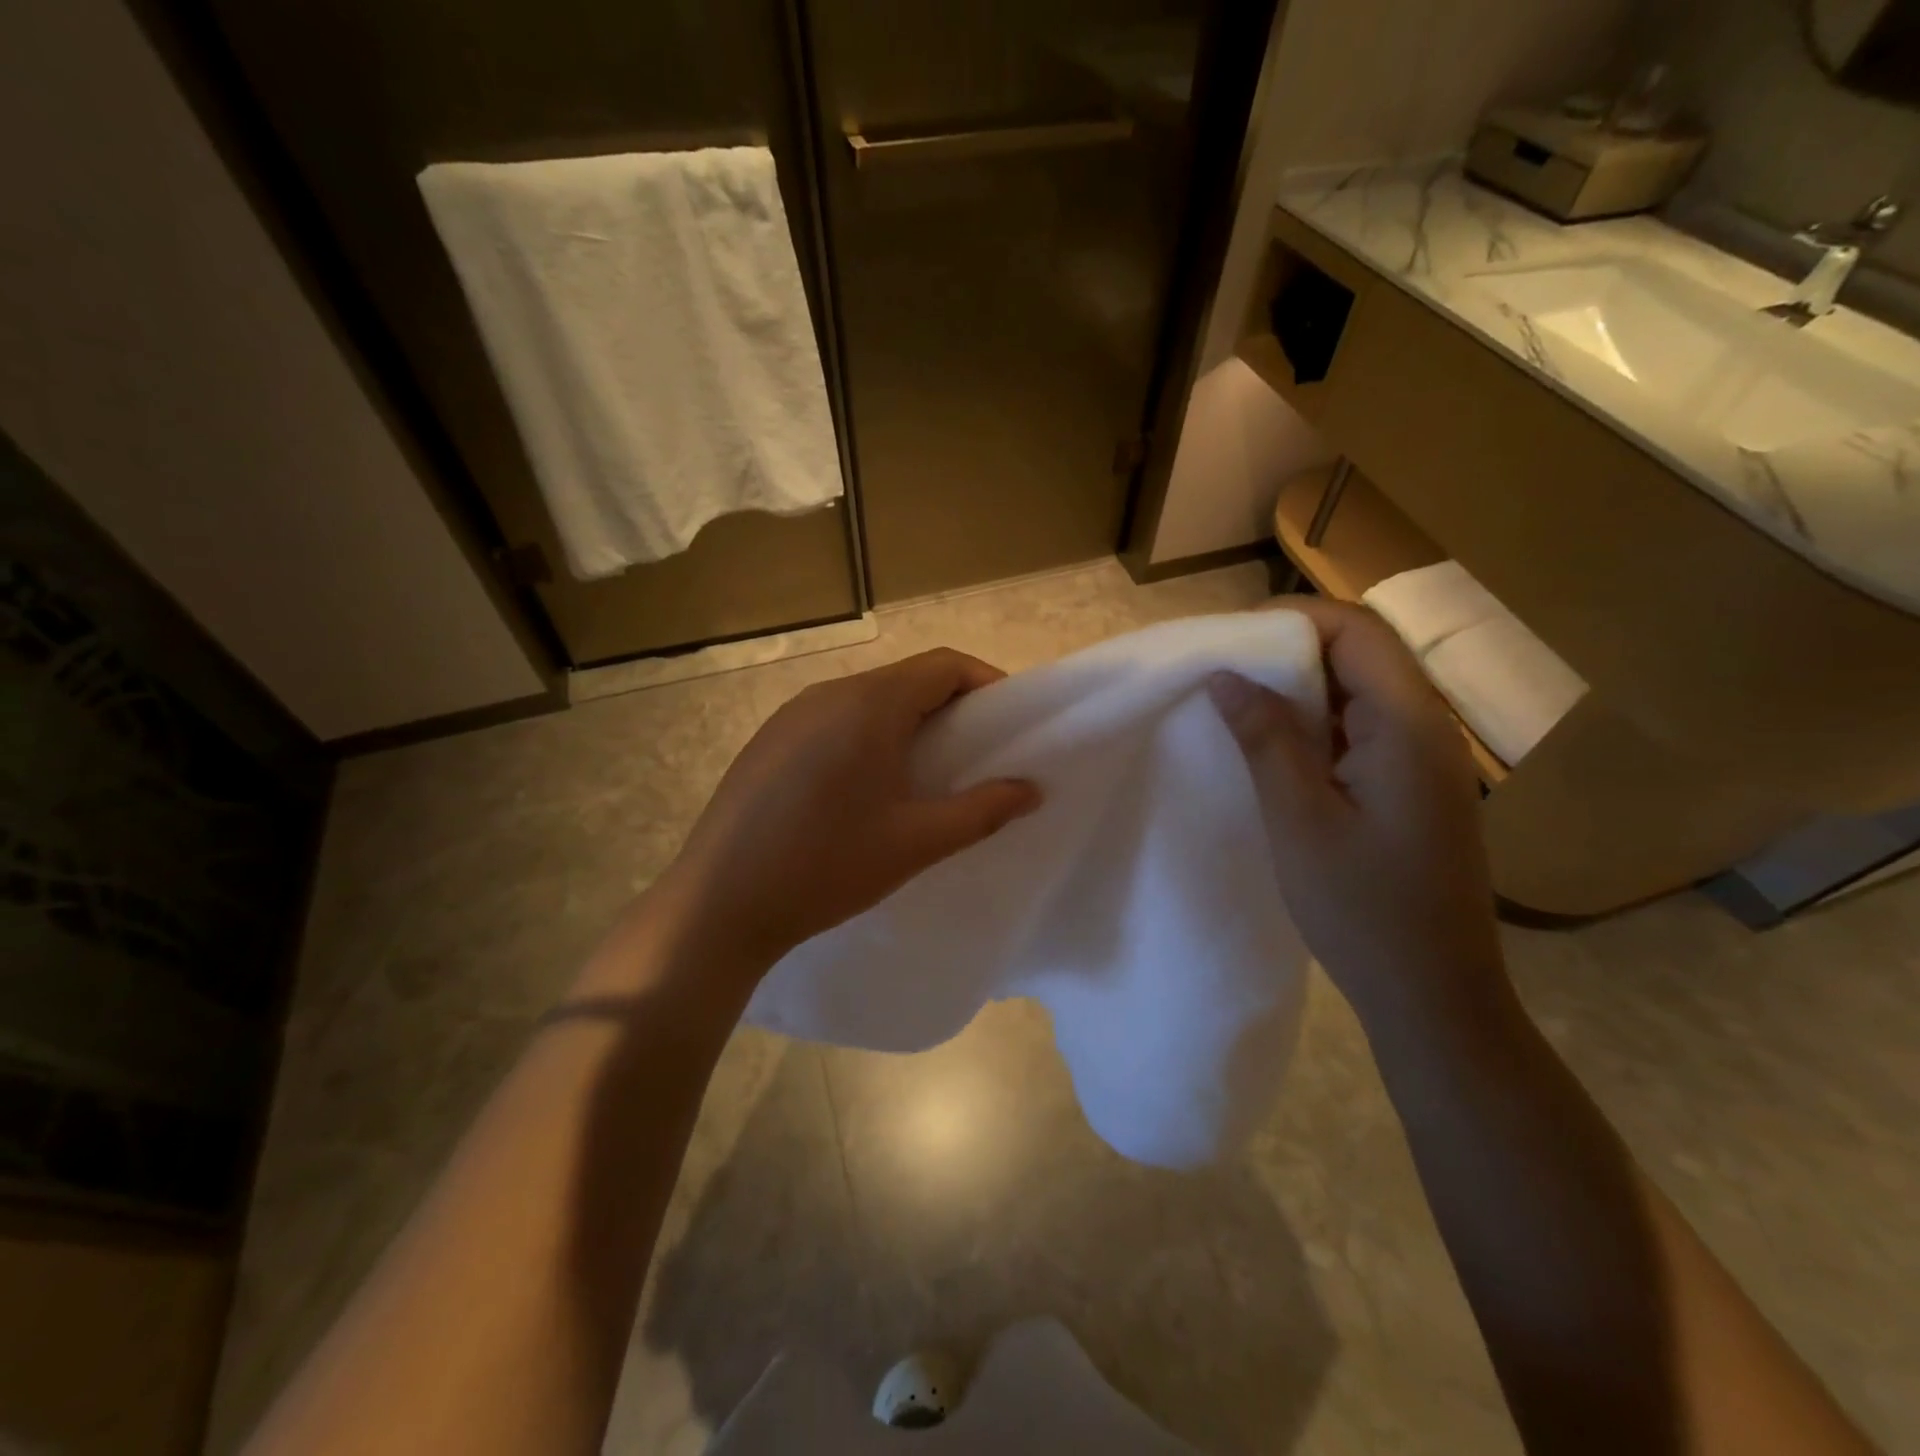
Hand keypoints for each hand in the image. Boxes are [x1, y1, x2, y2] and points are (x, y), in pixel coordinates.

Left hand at [670, 648, 1040, 968]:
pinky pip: (832, 720)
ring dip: (906, 722)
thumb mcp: (916, 843)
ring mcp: (790, 715)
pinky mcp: (767, 741)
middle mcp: (828, 694)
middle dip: (949, 707)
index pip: (943, 665)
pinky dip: (866, 736)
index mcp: (868, 704)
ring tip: (924, 774)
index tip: (1008, 723)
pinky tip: (863, 788)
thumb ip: (982, 811)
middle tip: (974, 755)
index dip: (985, 684)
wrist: (719, 904)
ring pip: (867, 700)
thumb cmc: (827, 867)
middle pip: (905, 679)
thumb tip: (1031, 790)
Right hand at [1208, 597, 1504, 1030]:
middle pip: (1362, 653)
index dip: (1292, 619)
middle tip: (1225, 670)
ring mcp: (1423, 760)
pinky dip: (1317, 723)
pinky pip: (1363, 729)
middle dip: (1290, 648)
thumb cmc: (1362, 908)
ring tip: (1240, 703)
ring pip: (1360, 691)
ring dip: (1301, 687)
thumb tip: (1226, 675)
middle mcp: (1427, 729)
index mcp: (1409, 726)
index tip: (1230, 640)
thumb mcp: (1300, 819)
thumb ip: (1266, 738)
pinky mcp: (1411, 787)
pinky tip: (1277, 747)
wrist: (1433, 994)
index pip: (1357, 631)